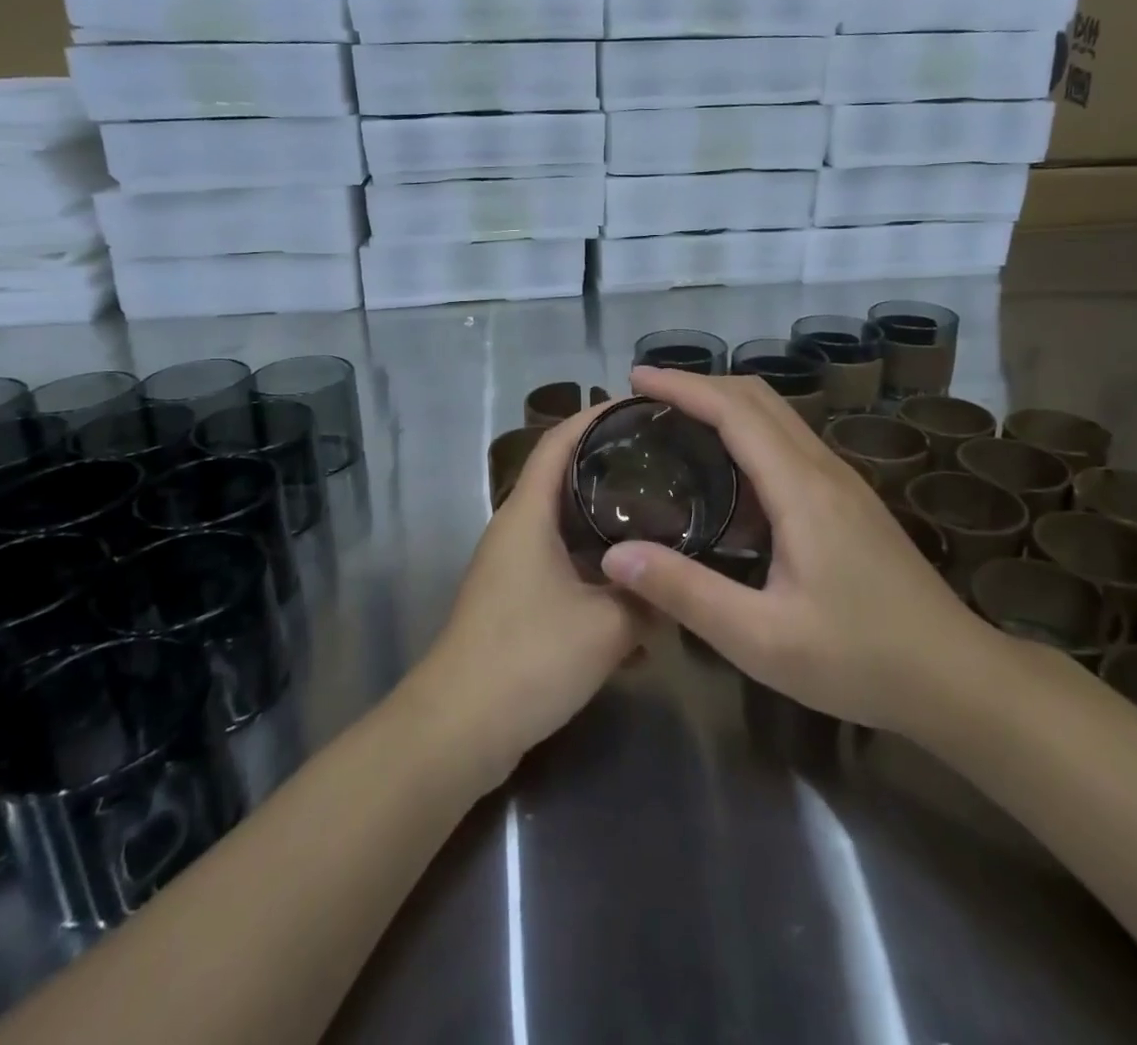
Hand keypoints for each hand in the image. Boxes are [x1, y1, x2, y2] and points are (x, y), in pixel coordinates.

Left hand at [414, 406, 643, 786]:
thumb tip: (678, 582)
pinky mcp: (518, 600)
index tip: (642, 406)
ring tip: (662, 518)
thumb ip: (649, 599)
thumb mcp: (607, 627)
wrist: (458, 730)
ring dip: (609, 522)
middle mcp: (517, 529)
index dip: (598, 416)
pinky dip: (599, 568)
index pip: (560, 440)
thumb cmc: (528, 659)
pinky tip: (638, 592)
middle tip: (667, 462)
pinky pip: (566, 566)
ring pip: (568, 526)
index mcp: (528, 513)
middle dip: (613, 467)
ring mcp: (514, 566)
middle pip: (566, 478)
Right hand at [599, 368, 1001, 734]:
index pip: (735, 411)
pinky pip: (789, 444)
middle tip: (647, 397)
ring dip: (725, 405)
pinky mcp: (849, 501)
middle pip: (758, 398)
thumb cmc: (859, 659)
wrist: (956, 676)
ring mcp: (842, 481)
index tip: (635, 379)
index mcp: (801, 489)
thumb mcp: (761, 638)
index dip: (683, 387)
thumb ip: (686, 592)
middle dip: (700, 385)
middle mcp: (823, 469)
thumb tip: (615, 556)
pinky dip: (748, 433)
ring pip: (777, 417)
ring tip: (676, 423)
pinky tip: (726, 474)